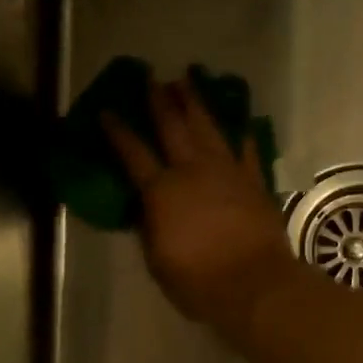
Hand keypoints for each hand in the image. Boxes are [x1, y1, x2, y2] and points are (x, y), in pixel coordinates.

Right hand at [102, 80, 302, 332]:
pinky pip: (247, 151)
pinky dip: (242, 136)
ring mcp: (228, 172)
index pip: (133, 153)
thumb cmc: (198, 281)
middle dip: (160, 101)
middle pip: (173, 127)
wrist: (254, 284)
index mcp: (161, 191)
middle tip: (152, 78)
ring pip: (209, 128)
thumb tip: (146, 210)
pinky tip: (240, 124)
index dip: (118, 131)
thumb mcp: (158, 262)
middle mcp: (193, 171)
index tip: (107, 111)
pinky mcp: (255, 182)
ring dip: (197, 103)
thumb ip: (150, 229)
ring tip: (189, 80)